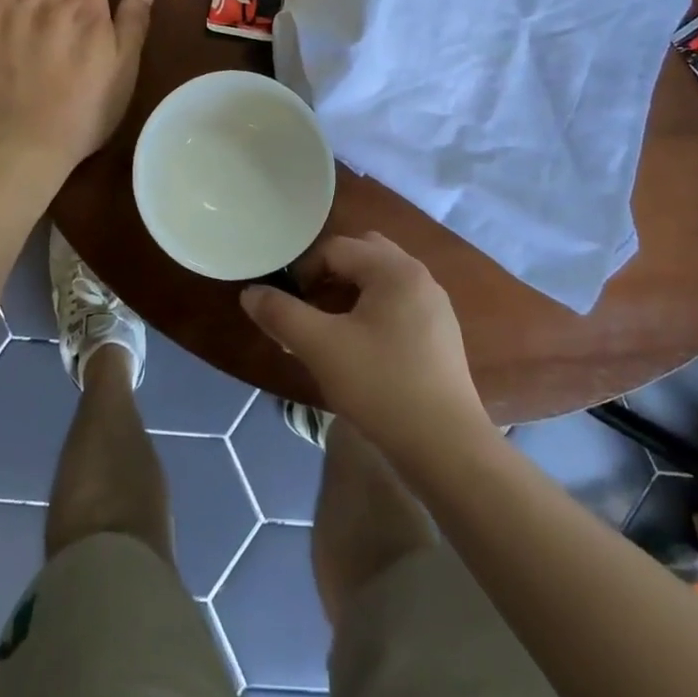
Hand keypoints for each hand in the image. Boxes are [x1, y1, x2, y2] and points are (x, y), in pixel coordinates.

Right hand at [240, 233, 490, 461]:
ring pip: (380, 281)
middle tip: (308, 308)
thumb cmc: (381, 386)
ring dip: (349, 294)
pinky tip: (360, 350)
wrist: (447, 448)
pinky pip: (397, 304)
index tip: (287, 306)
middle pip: (362, 254)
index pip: (335, 248)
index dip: (303, 271)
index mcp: (394, 269)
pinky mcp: (440, 335)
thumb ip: (282, 314)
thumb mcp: (321, 347)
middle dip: (328, 274)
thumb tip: (250, 293)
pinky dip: (371, 312)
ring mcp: (434, 306)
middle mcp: (418, 276)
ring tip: (327, 330)